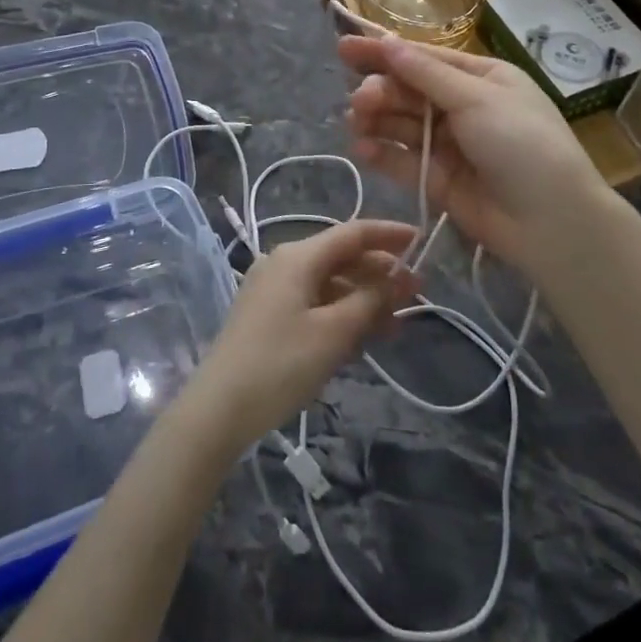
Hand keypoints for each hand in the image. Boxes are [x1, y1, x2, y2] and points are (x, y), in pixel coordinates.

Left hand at [175, 219, 417, 454]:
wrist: (219, 409)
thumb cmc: (281, 364)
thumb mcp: (334, 332)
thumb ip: (370, 299)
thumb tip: (399, 276)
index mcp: (298, 256)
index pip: (352, 233)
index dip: (389, 235)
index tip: (422, 242)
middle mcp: (284, 263)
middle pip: (342, 257)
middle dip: (381, 273)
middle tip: (418, 294)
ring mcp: (273, 289)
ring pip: (330, 283)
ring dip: (365, 298)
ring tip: (398, 323)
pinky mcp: (268, 315)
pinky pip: (315, 302)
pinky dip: (342, 313)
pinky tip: (365, 336)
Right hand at [339, 33, 617, 280]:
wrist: (553, 222)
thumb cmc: (522, 144)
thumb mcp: (477, 99)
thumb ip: (426, 75)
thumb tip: (387, 42)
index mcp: (481, 78)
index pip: (424, 58)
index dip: (384, 52)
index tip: (344, 47)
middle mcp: (462, 107)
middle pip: (409, 91)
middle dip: (381, 91)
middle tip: (361, 99)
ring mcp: (449, 145)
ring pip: (402, 125)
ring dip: (377, 119)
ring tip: (356, 120)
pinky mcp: (438, 180)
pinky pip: (403, 160)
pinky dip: (382, 153)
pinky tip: (362, 148)